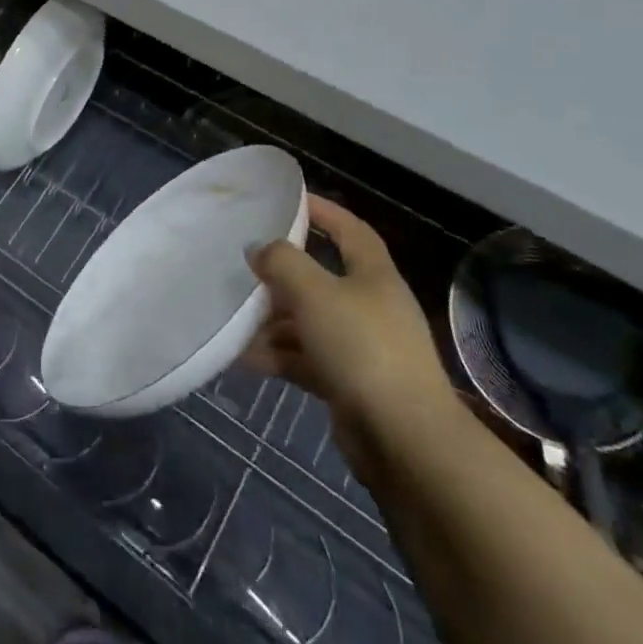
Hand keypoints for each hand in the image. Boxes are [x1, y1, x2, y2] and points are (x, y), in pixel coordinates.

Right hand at [243, 195, 458, 483]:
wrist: (406, 442)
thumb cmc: (362, 349)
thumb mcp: (314, 293)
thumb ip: (282, 262)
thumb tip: (259, 249)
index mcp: (374, 277)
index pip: (351, 231)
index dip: (324, 211)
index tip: (290, 200)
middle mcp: (372, 308)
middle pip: (323, 278)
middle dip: (284, 273)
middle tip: (247, 266)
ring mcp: (363, 349)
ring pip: (311, 321)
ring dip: (275, 320)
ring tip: (236, 318)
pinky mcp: (352, 385)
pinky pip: (307, 358)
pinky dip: (279, 355)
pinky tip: (245, 358)